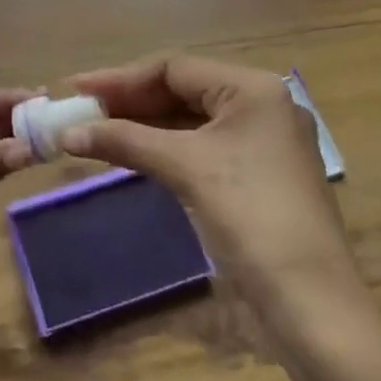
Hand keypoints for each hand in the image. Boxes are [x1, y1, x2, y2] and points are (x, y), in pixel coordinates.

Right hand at [63, 53, 380, 380]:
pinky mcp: (254, 177)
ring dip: (141, 125)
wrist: (314, 311)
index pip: (174, 68)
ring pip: (187, 121)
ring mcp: (259, 144)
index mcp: (254, 89)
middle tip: (78, 111)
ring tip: (93, 131)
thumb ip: (126, 140)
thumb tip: (66, 133)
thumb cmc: (253, 220)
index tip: (75, 88)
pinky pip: (198, 148)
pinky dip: (161, 149)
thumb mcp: (187, 169)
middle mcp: (260, 106)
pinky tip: (129, 154)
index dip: (120, 78)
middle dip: (128, 100)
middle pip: (181, 91)